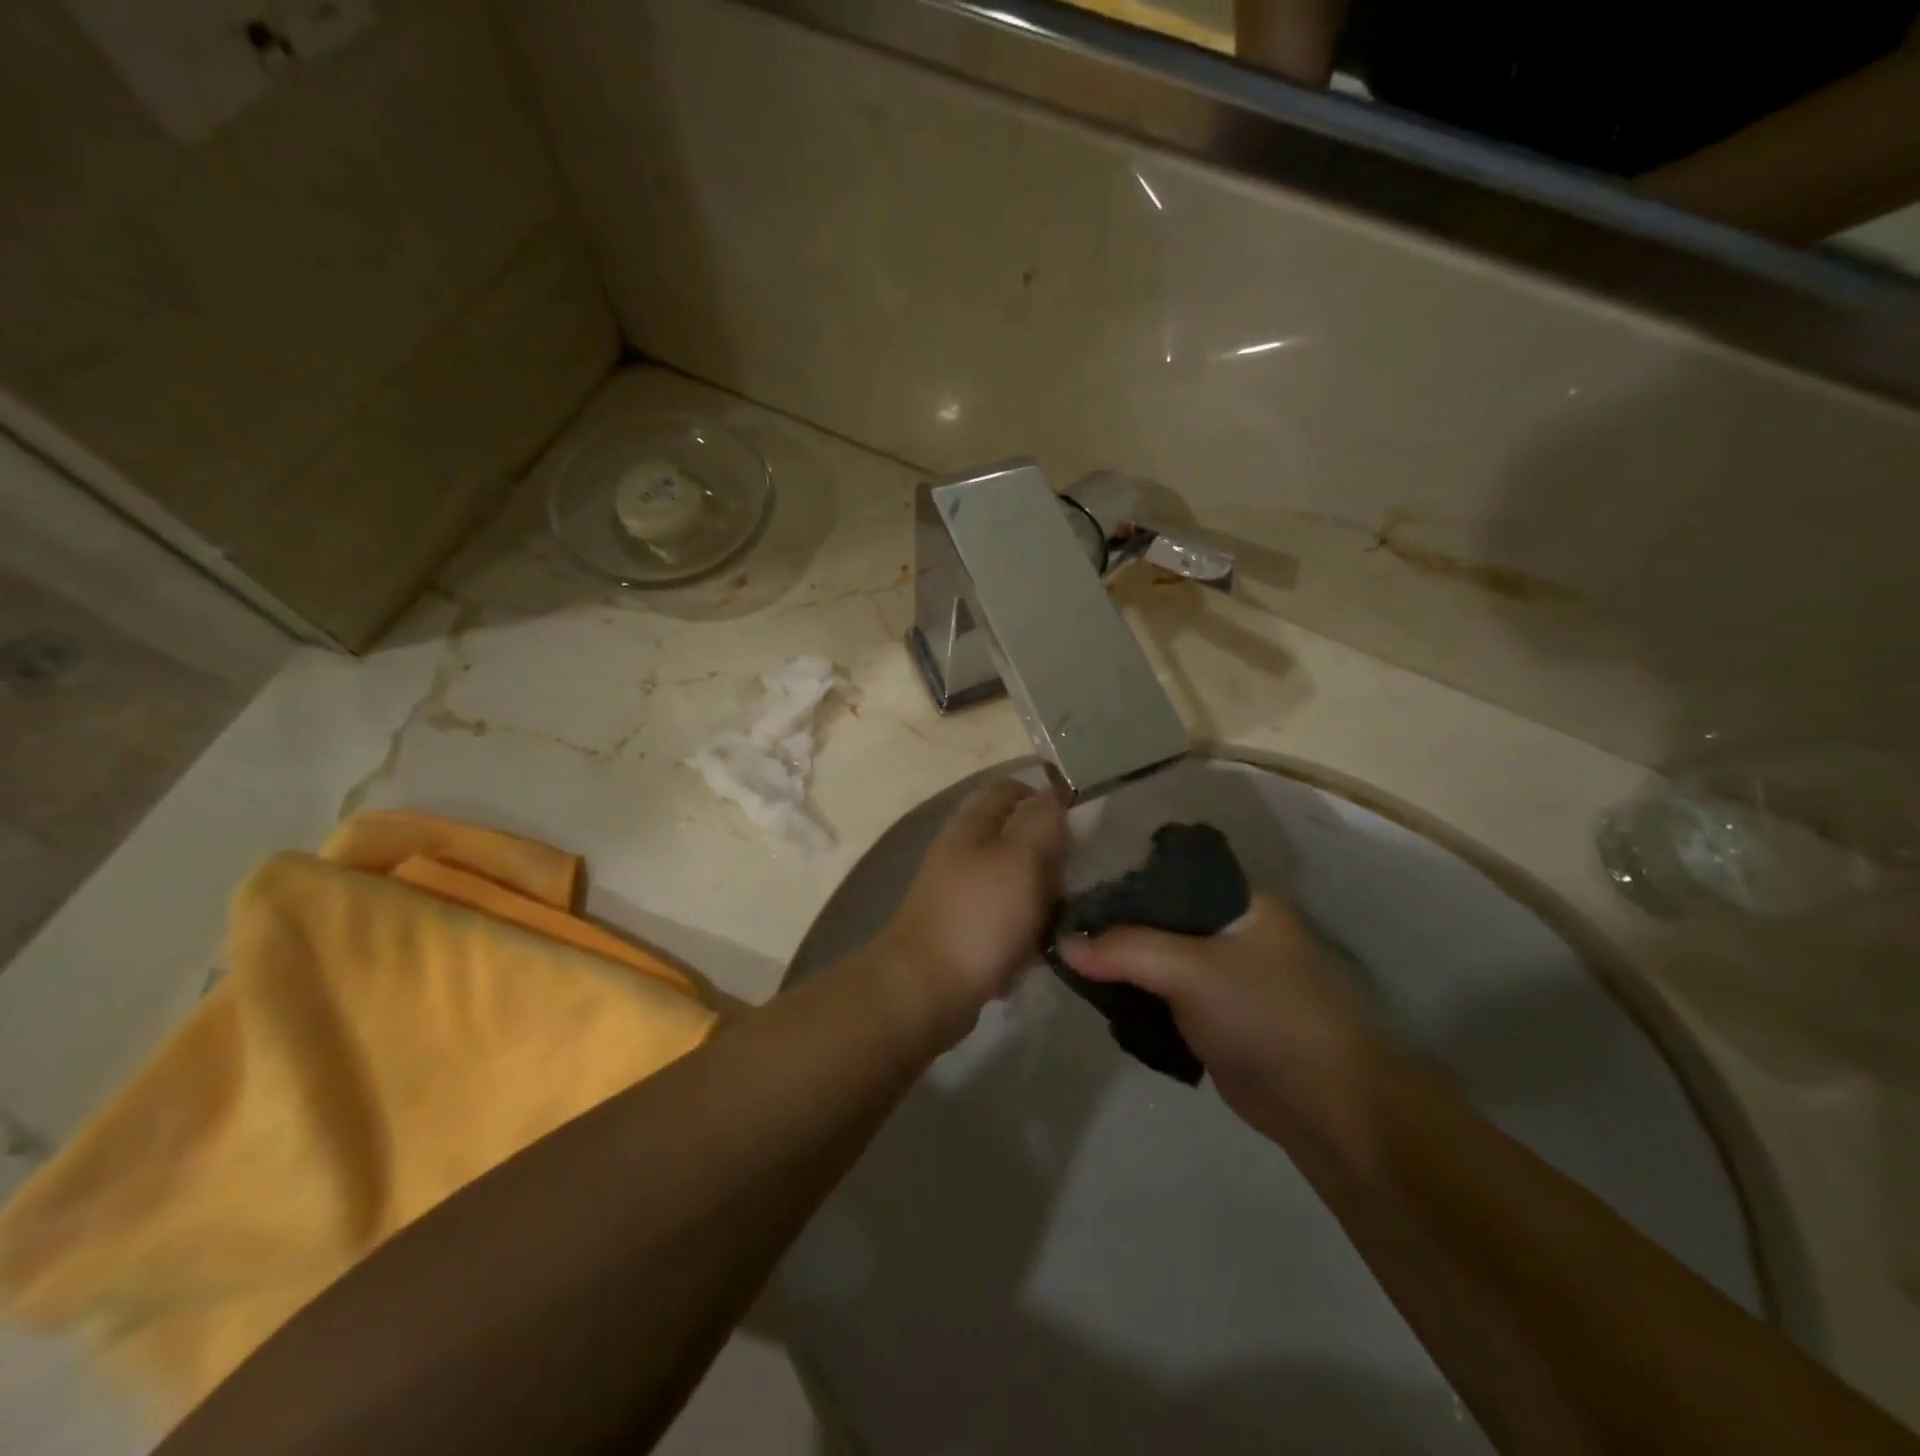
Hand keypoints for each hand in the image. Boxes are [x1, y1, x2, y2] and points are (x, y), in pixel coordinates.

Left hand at [876, 778, 1066, 1048]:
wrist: (926, 991)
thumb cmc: (979, 917)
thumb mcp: (1020, 857)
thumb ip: (1041, 820)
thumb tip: (1053, 795)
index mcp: (972, 825)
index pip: (1010, 789)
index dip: (1046, 796)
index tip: (1082, 822)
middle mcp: (963, 853)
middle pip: (1015, 837)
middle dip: (1051, 854)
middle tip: (1079, 876)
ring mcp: (960, 895)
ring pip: (1014, 882)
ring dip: (1042, 898)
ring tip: (1067, 916)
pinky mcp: (965, 933)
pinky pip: (1006, 923)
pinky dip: (1025, 934)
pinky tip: (1041, 951)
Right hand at [1060, 892, 1386, 1146]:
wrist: (1326, 1108)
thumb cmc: (1265, 1016)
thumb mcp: (1190, 970)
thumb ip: (1124, 950)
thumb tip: (1062, 943)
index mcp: (1240, 900)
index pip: (1168, 873)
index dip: (1122, 881)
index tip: (1074, 893)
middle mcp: (1233, 929)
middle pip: (1159, 916)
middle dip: (1116, 927)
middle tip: (1065, 933)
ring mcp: (1225, 974)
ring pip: (1159, 957)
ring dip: (1122, 964)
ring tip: (1073, 964)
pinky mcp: (1216, 1015)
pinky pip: (1164, 993)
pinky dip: (1136, 995)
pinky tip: (1101, 997)